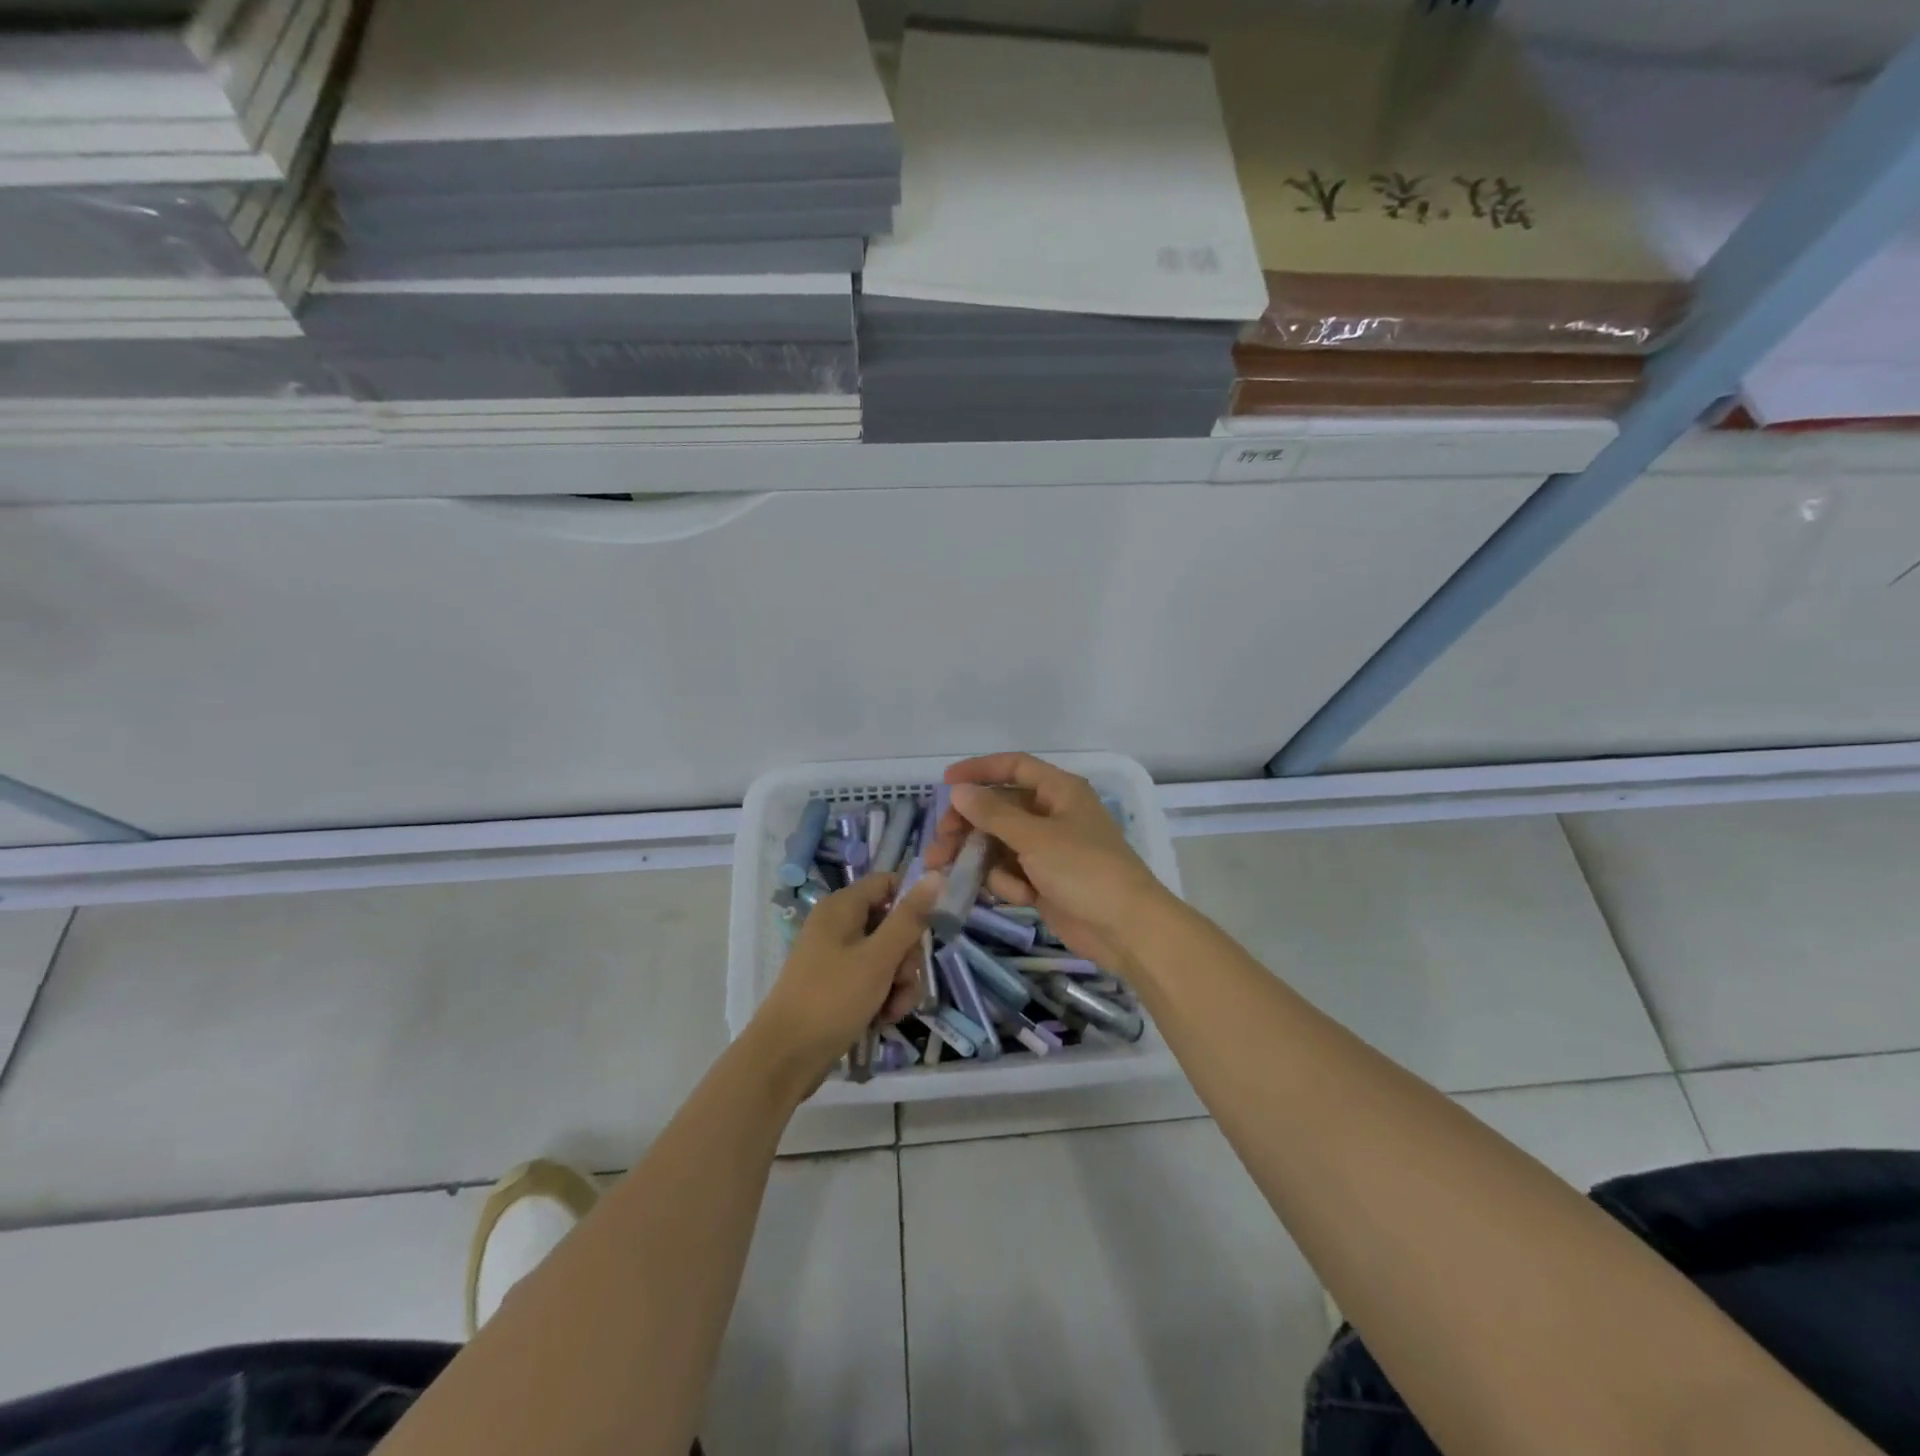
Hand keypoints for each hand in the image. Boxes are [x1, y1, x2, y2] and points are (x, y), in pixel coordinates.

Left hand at [751, 871, 941, 1081]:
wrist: (784, 1058)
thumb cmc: (832, 999)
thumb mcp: (878, 958)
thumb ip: (909, 918)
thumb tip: (935, 874)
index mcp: (842, 907)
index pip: (888, 883)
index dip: (912, 902)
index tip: (928, 930)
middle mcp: (839, 925)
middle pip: (892, 924)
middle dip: (907, 956)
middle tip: (902, 981)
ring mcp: (837, 957)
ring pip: (887, 957)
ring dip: (899, 983)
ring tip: (893, 1010)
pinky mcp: (837, 985)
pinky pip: (873, 980)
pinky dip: (883, 996)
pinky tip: (883, 1019)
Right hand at [925, 753, 1174, 971]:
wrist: (1126, 929)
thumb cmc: (1084, 870)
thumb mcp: (1035, 838)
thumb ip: (993, 814)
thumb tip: (959, 791)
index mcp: (1059, 791)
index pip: (1014, 767)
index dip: (979, 770)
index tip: (946, 783)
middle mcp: (1052, 815)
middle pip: (998, 809)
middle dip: (967, 827)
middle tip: (940, 845)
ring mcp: (1048, 850)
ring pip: (999, 844)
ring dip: (978, 859)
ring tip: (950, 874)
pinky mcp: (1044, 881)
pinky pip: (1011, 872)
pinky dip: (1007, 883)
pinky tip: (1018, 897)